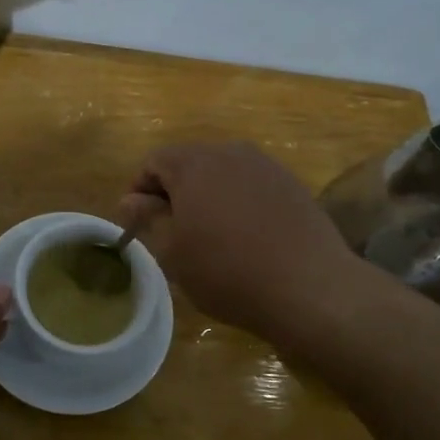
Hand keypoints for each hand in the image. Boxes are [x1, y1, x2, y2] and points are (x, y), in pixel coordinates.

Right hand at [116, 141, 353, 341]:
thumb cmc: (226, 271)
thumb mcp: (173, 252)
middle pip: (189, 163)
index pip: (154, 162)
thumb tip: (130, 200)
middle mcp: (229, 152)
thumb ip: (149, 218)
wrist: (308, 286)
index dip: (140, 190)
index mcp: (193, 164)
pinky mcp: (291, 184)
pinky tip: (245, 236)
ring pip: (223, 173)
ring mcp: (265, 165)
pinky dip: (239, 202)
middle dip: (174, 191)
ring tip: (209, 235)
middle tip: (171, 231)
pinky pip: (252, 185)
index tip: (139, 223)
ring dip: (208, 195)